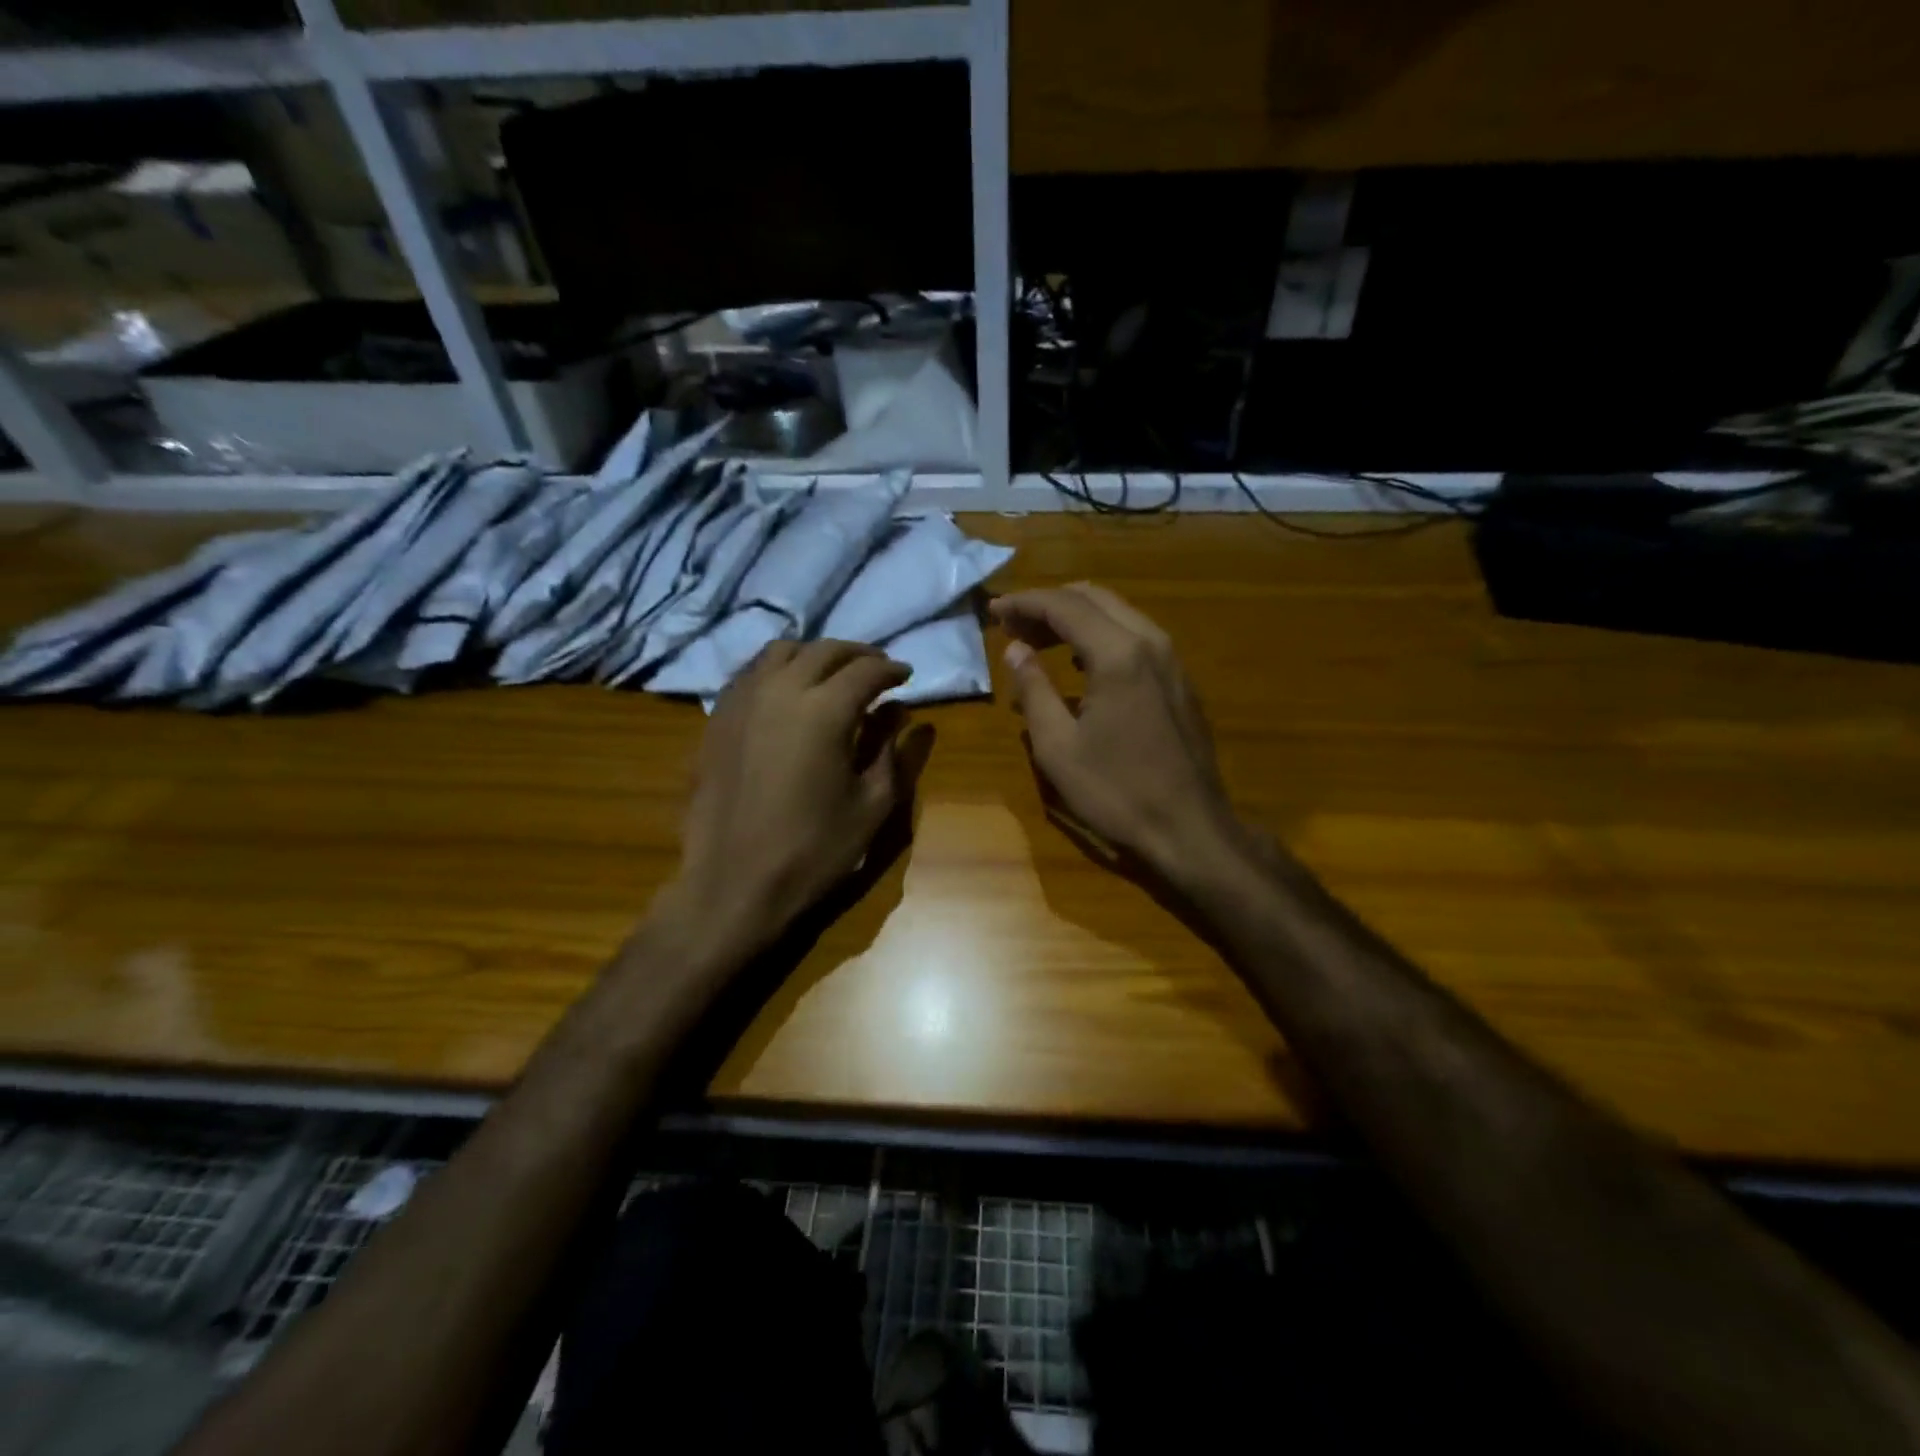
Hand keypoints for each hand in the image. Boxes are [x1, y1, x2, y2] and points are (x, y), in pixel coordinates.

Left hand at [669, 639, 913, 946]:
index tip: (907, 676)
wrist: (734, 884)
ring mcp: (741, 701)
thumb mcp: (871, 806)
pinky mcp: (717, 719)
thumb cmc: (813, 850)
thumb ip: (893, 752)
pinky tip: (787, 692)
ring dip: (814, 655)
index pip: (866, 671)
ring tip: (831, 673)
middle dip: (857, 654)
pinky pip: (750, 674)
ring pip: (780, 652)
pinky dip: (777, 670)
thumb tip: (903, 715)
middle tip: (877, 668)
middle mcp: (780, 691)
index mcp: (824, 710)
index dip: (892, 670)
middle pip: (824, 650)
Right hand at [991, 583, 1245, 877]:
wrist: (1190, 828)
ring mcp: (1171, 660)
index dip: (1024, 603)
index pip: (1064, 606)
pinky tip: (1081, 663)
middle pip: (1094, 598)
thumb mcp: (1058, 746)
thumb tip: (1015, 649)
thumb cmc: (1116, 791)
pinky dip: (1101, 635)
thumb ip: (1034, 688)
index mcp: (1117, 654)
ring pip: (1118, 614)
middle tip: (1013, 624)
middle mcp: (1150, 642)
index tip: (994, 610)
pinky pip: (1136, 637)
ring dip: (1076, 617)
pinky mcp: (1180, 680)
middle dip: (1049, 604)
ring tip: (1039, 640)